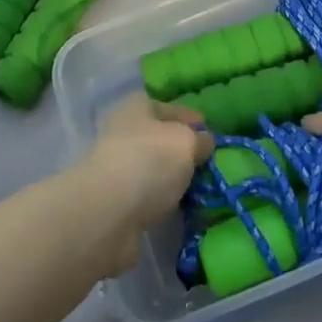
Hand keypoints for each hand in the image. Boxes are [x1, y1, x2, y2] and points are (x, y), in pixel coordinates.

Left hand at [80, 95, 213, 272]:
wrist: (108, 214)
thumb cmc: (150, 161)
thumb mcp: (187, 141)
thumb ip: (200, 140)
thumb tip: (204, 143)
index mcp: (137, 107)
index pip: (170, 107)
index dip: (192, 120)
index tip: (213, 137)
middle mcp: (123, 133)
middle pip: (160, 139)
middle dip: (183, 152)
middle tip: (210, 166)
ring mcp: (117, 169)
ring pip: (154, 170)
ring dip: (173, 180)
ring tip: (200, 191)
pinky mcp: (116, 203)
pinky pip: (148, 198)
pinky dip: (163, 203)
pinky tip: (181, 209)